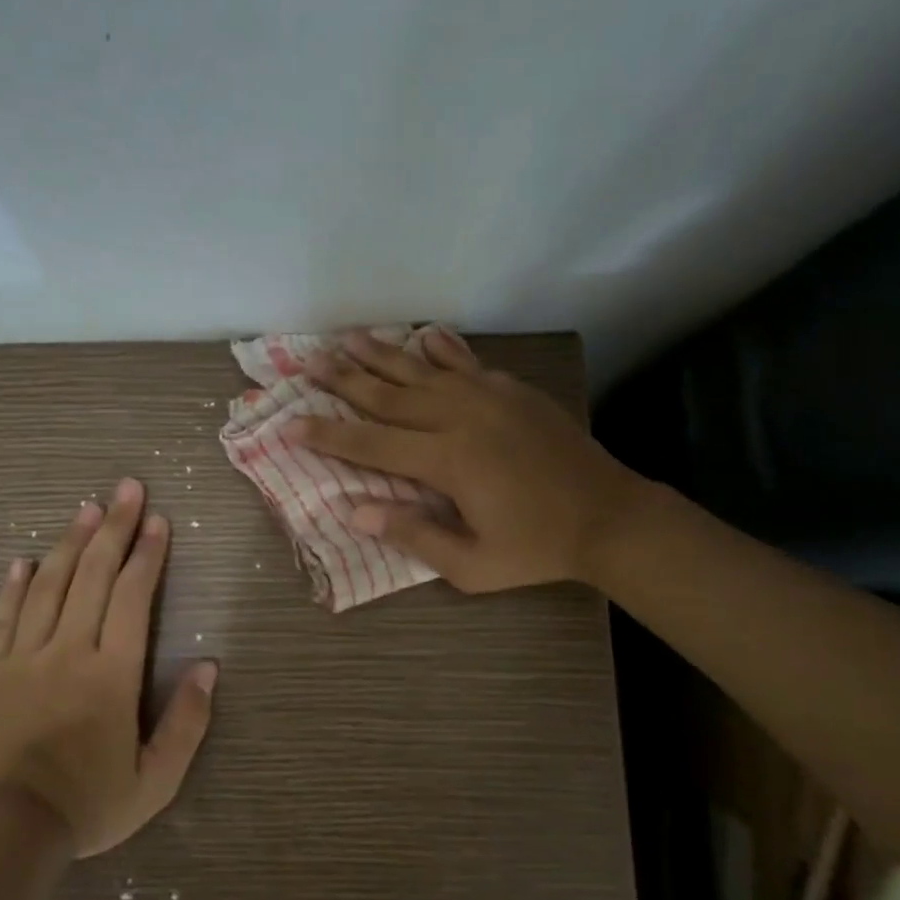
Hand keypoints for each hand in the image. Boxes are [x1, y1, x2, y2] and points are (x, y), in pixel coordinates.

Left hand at [0, 478, 215, 856]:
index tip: (159, 521)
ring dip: (70, 542)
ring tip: (87, 508)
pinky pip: (4, 616)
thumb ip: (187, 722)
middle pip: (92, 575)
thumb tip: (209, 667)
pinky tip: (23, 559)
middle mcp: (69, 651)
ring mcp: (25, 656)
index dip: (148, 554)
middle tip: (128, 488)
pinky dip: (15, 584)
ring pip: (49, 584)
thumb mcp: (155, 779)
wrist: (9, 831)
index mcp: (112, 674)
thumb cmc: (89, 804)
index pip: (132, 597)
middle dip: (115, 527)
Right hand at [287, 330, 646, 593]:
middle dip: (344, 379)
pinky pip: (466, 363)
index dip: (327, 434)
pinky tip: (422, 335)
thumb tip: (355, 511)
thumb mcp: (471, 565)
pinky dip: (441, 348)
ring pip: (422, 370)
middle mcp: (460, 418)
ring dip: (381, 354)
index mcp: (446, 461)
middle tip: (308, 362)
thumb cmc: (537, 548)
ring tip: (347, 337)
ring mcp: (488, 397)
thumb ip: (413, 535)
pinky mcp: (512, 391)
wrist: (609, 516)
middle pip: (389, 395)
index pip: (371, 444)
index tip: (289, 423)